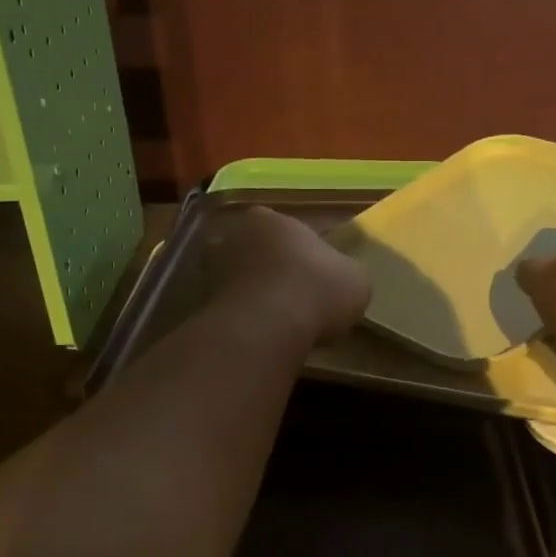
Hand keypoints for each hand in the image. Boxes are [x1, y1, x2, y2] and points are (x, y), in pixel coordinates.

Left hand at [205, 205, 370, 343]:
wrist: (268, 326)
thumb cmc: (318, 289)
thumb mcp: (355, 280)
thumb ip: (344, 273)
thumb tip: (341, 280)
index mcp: (272, 220)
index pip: (285, 228)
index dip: (299, 250)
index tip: (312, 273)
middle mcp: (235, 235)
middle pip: (253, 249)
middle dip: (268, 268)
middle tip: (290, 295)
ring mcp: (211, 269)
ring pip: (235, 278)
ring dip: (249, 294)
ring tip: (272, 321)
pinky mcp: (200, 304)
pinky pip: (225, 308)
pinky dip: (238, 319)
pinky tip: (257, 336)